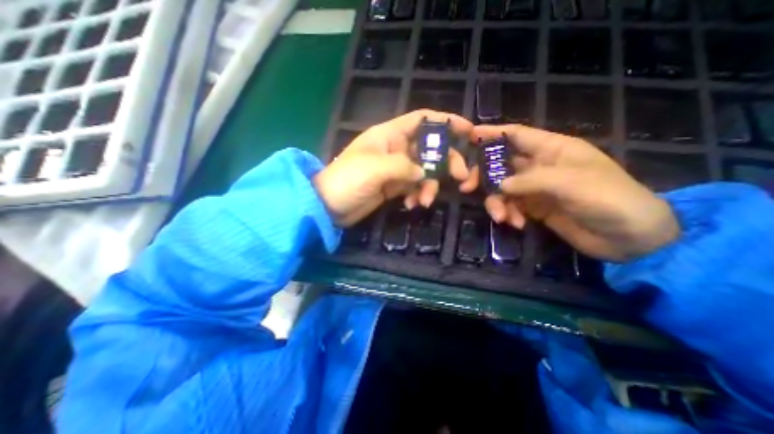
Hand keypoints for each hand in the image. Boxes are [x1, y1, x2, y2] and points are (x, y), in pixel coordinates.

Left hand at [312, 111, 470, 226]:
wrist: (329, 206)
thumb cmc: (348, 180)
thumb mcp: (375, 168)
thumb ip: (403, 166)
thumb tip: (423, 173)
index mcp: (390, 135)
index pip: (422, 120)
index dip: (445, 121)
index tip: (468, 130)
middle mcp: (395, 149)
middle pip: (429, 149)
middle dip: (446, 162)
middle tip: (460, 177)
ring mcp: (395, 169)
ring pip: (424, 172)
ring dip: (429, 186)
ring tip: (425, 201)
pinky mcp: (393, 187)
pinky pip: (414, 187)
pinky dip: (417, 195)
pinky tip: (412, 204)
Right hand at [465, 123, 679, 261]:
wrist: (630, 239)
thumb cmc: (609, 199)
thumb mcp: (571, 184)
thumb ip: (530, 181)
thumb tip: (498, 185)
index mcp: (552, 149)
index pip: (516, 135)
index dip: (492, 133)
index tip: (469, 136)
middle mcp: (539, 166)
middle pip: (501, 164)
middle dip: (484, 174)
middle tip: (467, 186)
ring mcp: (535, 188)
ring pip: (502, 189)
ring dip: (497, 202)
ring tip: (501, 217)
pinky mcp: (533, 207)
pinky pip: (511, 206)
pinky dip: (509, 214)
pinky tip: (516, 225)